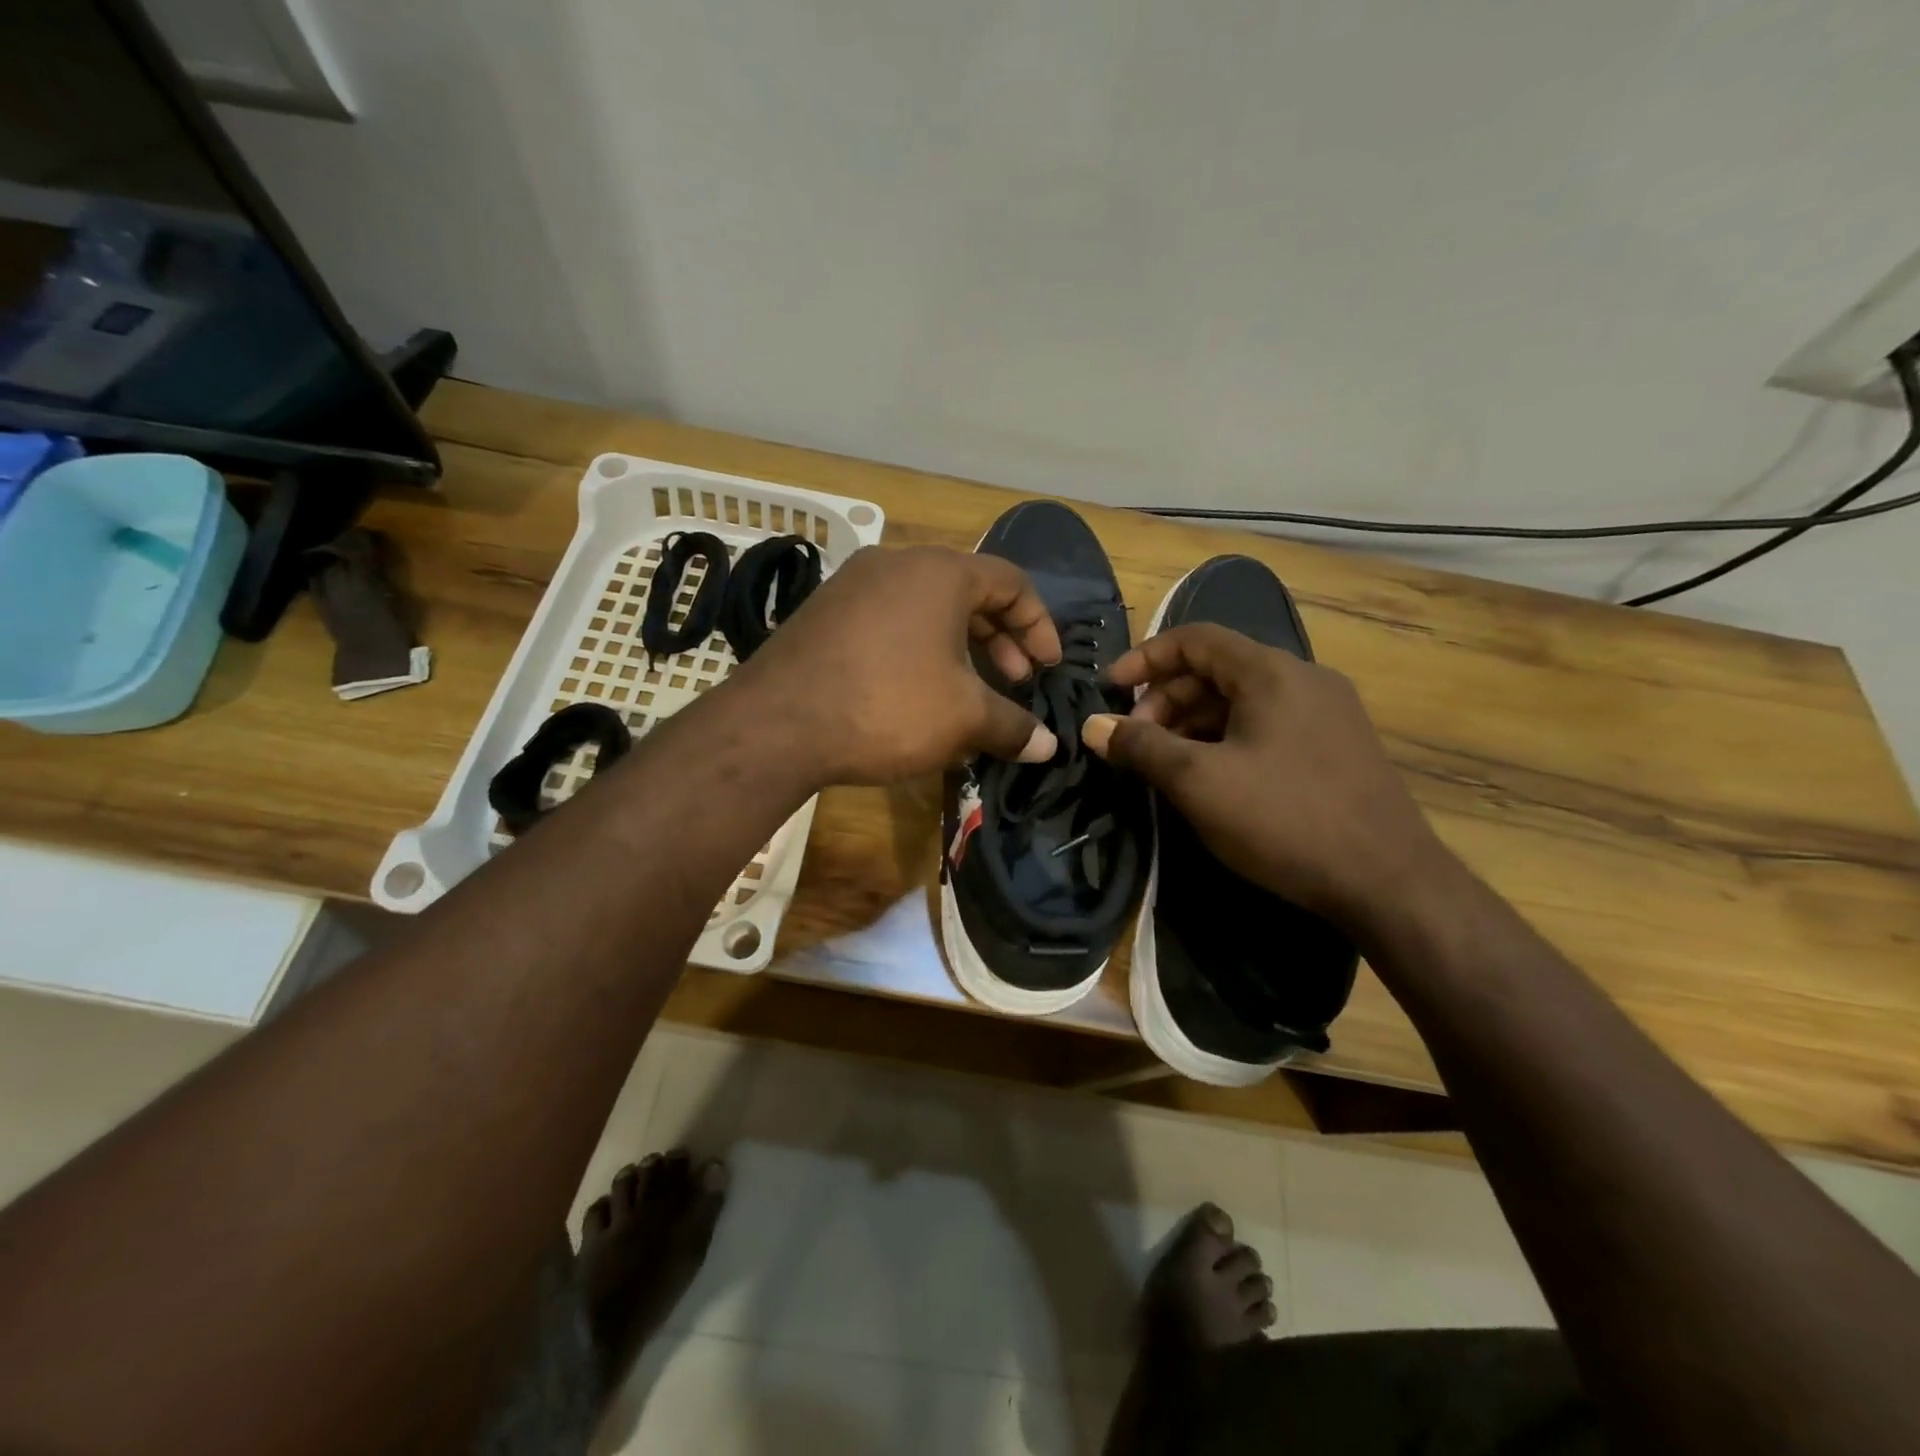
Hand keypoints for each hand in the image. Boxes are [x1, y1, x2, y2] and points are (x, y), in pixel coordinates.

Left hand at [731, 544, 1062, 787]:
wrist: (777, 725)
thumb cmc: (887, 706)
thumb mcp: (963, 718)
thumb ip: (1013, 726)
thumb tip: (1050, 746)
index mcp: (939, 572)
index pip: (1011, 581)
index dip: (1039, 624)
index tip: (1048, 667)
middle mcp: (896, 563)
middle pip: (968, 592)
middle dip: (1000, 640)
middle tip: (1015, 682)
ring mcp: (853, 585)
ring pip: (926, 609)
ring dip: (960, 648)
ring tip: (970, 694)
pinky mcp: (824, 613)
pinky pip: (890, 622)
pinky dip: (918, 650)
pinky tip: (919, 695)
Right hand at [1082, 623, 1446, 926]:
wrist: (1389, 882)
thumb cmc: (1284, 820)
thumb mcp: (1198, 782)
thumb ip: (1140, 746)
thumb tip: (1093, 725)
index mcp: (1271, 672)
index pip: (1194, 639)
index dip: (1144, 658)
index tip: (1108, 690)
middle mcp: (1303, 679)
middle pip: (1216, 670)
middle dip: (1165, 700)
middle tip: (1135, 742)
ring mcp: (1327, 713)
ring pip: (1241, 701)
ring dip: (1194, 724)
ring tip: (1166, 765)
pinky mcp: (1337, 747)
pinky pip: (1267, 726)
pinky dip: (1226, 740)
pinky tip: (1211, 779)